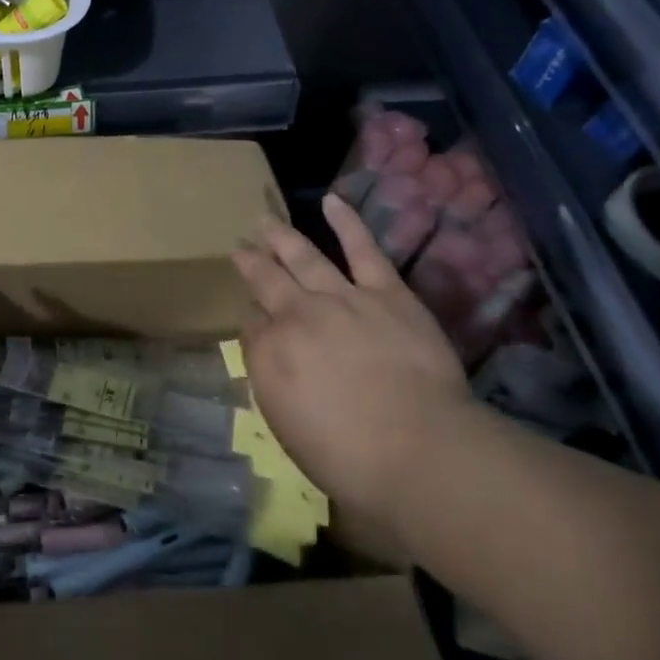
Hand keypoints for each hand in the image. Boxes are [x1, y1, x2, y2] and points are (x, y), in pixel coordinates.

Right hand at [233, 194, 473, 540]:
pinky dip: (346, 223)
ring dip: (281, 237)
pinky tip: (331, 201)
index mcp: (268, 355)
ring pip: (303, 257)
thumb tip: (265, 349)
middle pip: (266, 281)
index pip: (250, 324)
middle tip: (240, 247)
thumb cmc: (348, 458)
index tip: (251, 310)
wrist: (418, 450)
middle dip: (251, 262)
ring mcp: (340, 298)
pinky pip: (362, 249)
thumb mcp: (289, 429)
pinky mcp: (385, 292)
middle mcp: (295, 317)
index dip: (250, 314)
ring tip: (264, 220)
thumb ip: (273, 381)